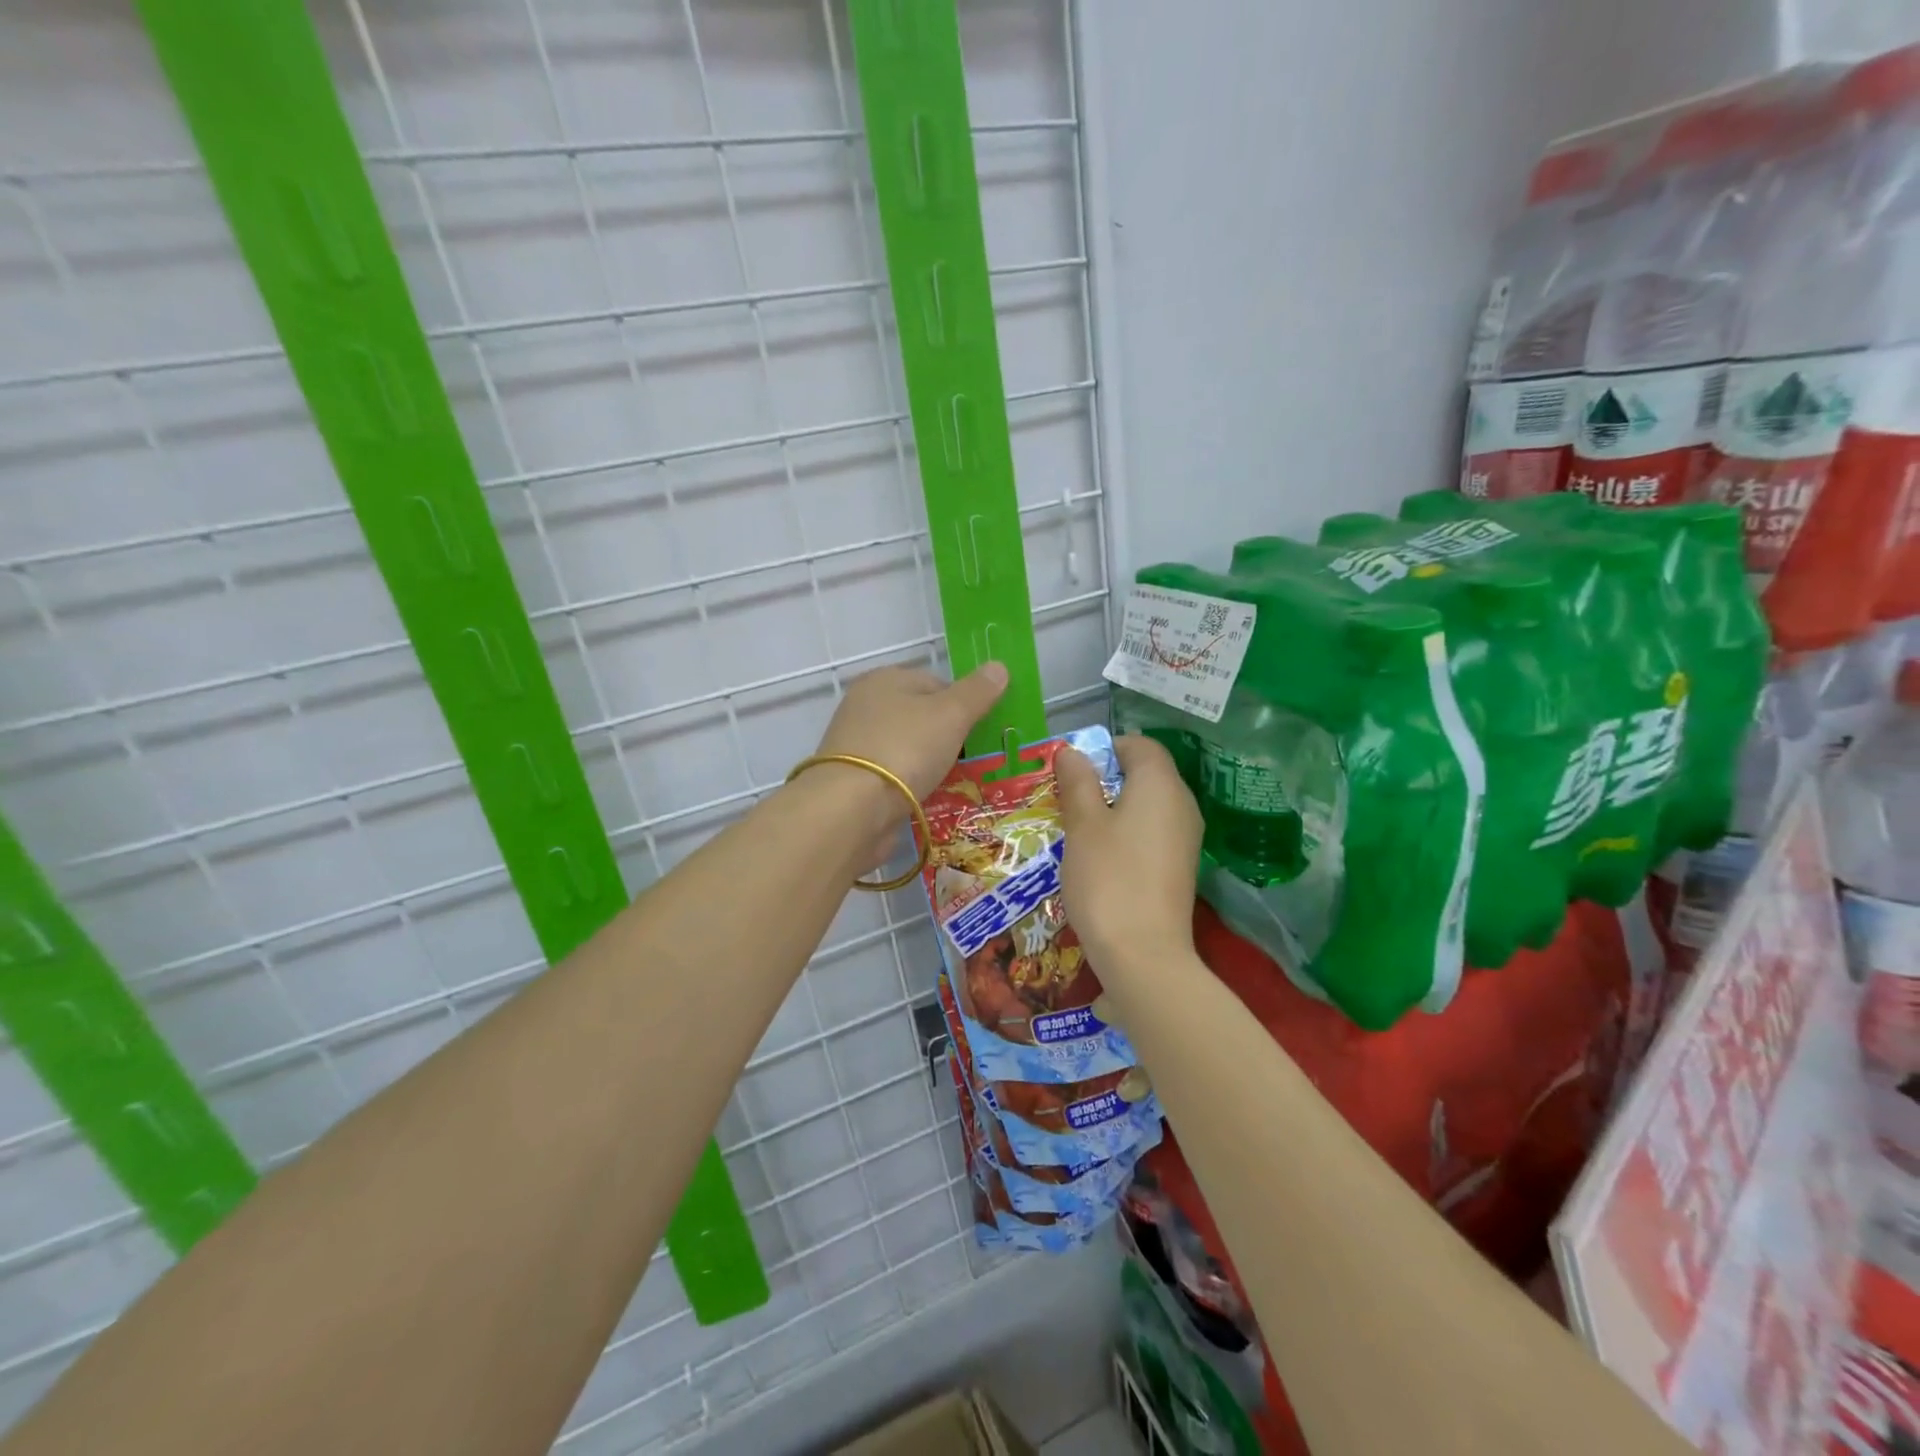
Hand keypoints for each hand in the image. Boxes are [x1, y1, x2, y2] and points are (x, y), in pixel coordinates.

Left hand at [804, 664, 1008, 857]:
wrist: (852, 809)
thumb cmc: (905, 749)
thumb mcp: (951, 714)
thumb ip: (977, 692)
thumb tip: (999, 666)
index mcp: (884, 680)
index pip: (935, 682)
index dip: (963, 704)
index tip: (980, 731)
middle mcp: (865, 706)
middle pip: (921, 716)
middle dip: (947, 736)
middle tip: (973, 760)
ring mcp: (856, 744)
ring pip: (908, 748)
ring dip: (930, 763)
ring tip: (953, 783)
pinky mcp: (853, 779)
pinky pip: (894, 776)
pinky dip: (911, 785)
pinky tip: (927, 798)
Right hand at [1057, 734, 1203, 986]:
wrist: (1144, 956)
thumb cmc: (1108, 879)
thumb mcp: (1083, 825)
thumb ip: (1078, 782)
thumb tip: (1073, 751)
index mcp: (1161, 785)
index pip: (1140, 745)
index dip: (1105, 748)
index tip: (1072, 771)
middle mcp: (1182, 804)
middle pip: (1145, 773)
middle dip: (1105, 779)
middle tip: (1068, 800)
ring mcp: (1185, 838)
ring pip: (1147, 805)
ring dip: (1113, 808)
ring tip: (1078, 830)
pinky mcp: (1180, 867)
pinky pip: (1152, 833)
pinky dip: (1126, 834)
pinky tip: (1100, 858)